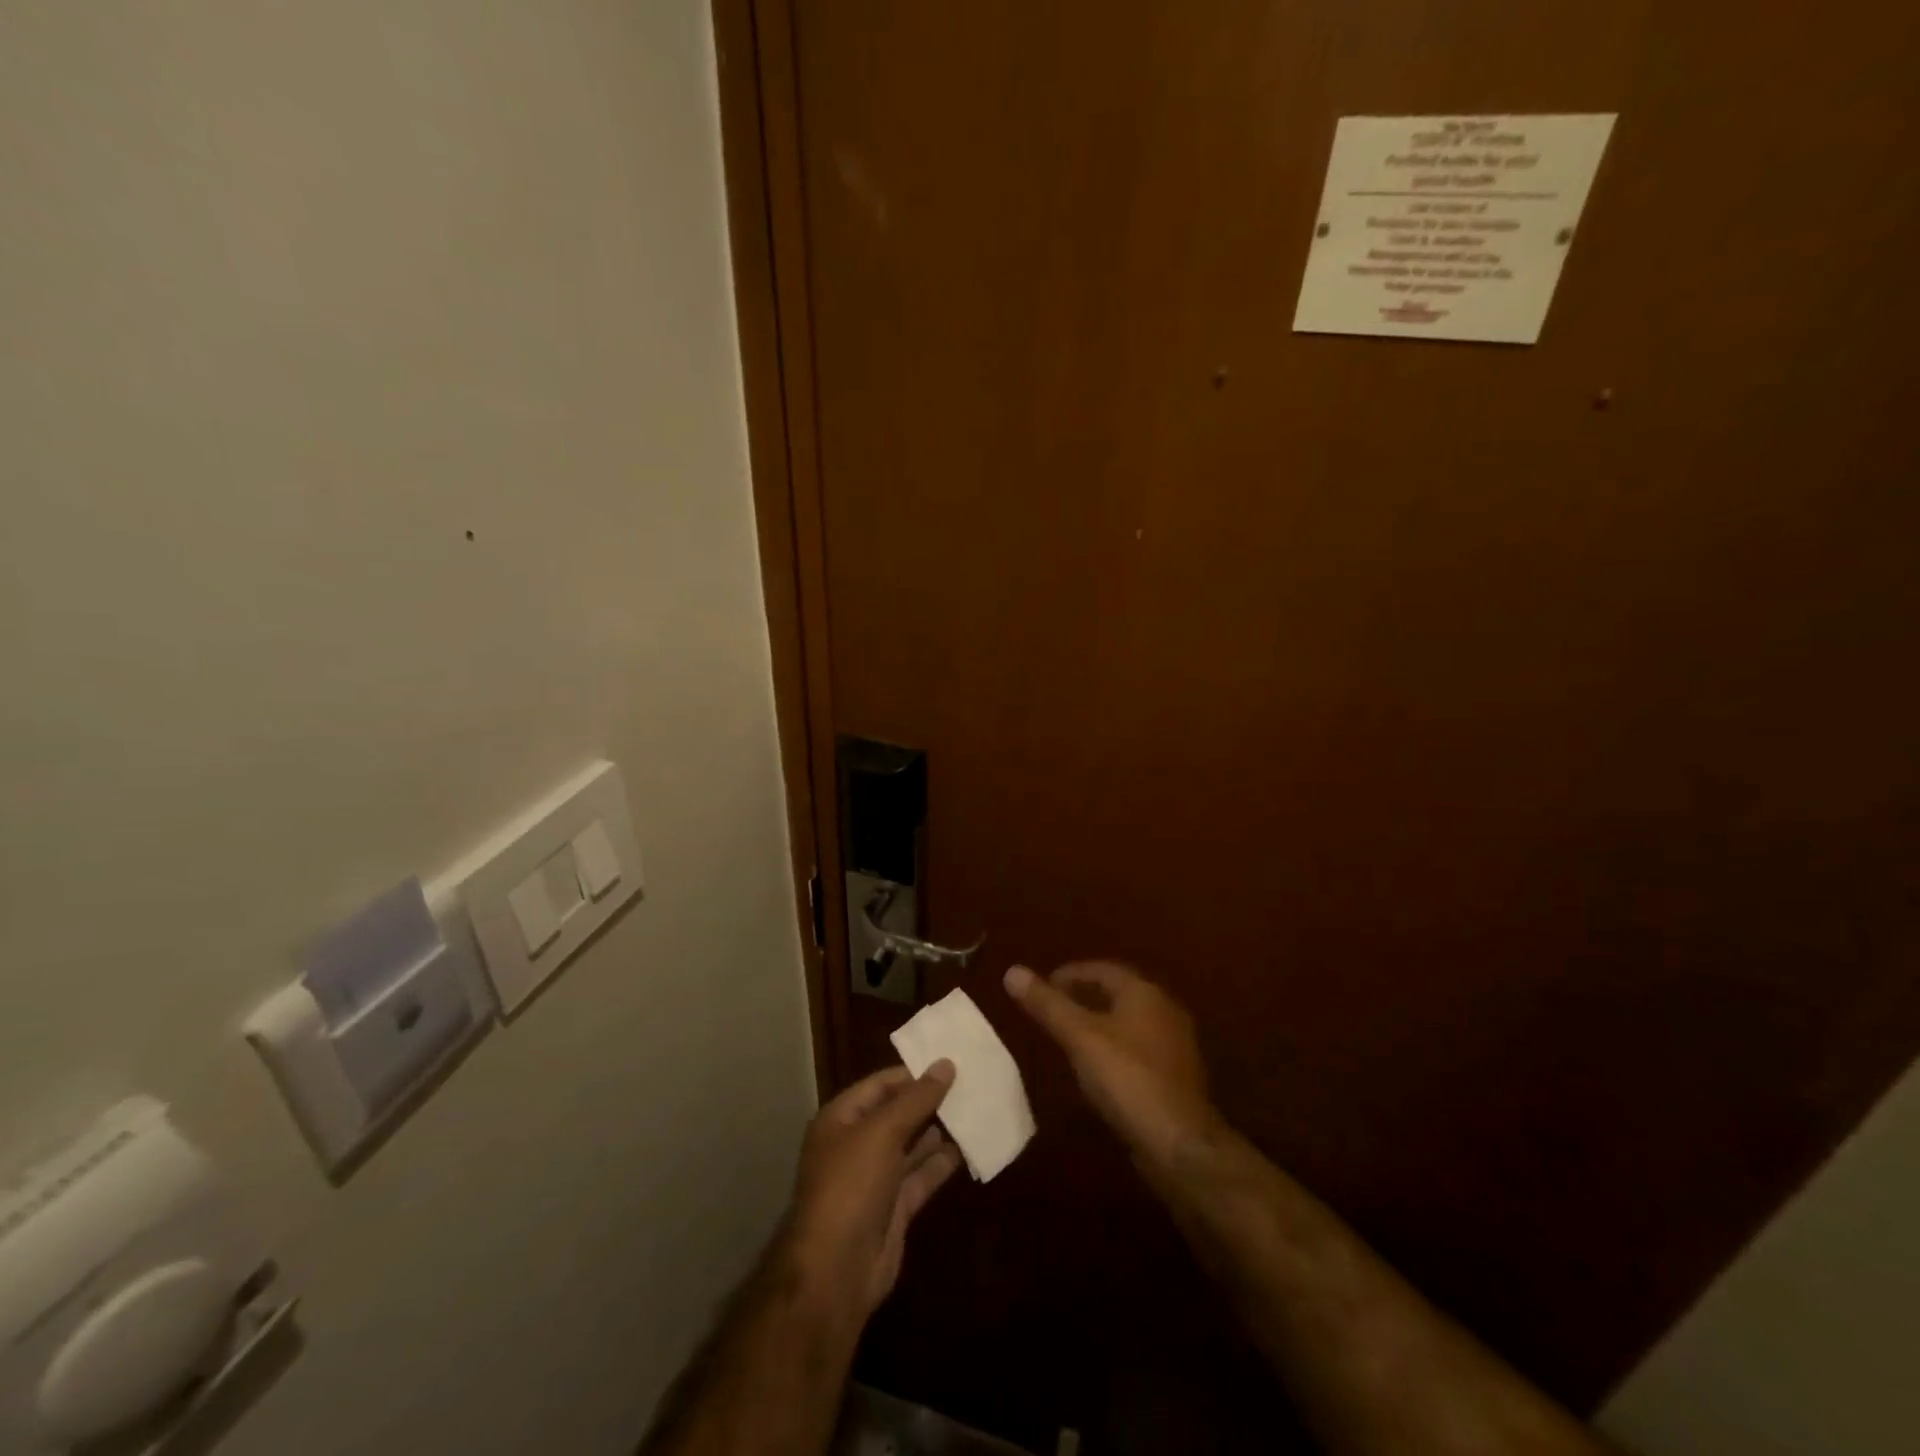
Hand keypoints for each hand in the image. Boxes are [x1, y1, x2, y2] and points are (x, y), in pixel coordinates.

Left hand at [784, 1062, 962, 1320]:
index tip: (950, 1062)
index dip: (913, 1074)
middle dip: (929, 1101)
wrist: (836, 1271)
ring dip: (938, 1131)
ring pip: (911, 1146)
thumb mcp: (882, 1132)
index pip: (880, 1085)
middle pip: (896, 1114)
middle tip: (969, 1084)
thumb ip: (916, 1099)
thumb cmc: (851, 1186)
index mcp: (841, 1120)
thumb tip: (946, 1064)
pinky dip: (941, 1164)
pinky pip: (920, 1177)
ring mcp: (875, 1179)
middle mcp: (856, 1145)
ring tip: (973, 1110)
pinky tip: (966, 1148)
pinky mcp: (894, 1208)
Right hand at [1006, 961, 1220, 1168]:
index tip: (1044, 985)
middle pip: (1118, 993)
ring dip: (1100, 1023)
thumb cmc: (1127, 1079)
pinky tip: (1097, 1067)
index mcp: (1144, 993)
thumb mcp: (1080, 1037)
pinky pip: (1138, 1048)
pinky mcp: (1176, 1076)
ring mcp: (1175, 1045)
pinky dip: (1114, 1047)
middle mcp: (1164, 1010)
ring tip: (1069, 1036)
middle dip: (1085, 996)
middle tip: (1053, 1008)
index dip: (1071, 974)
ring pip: (1129, 1021)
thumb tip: (1012, 971)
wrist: (1180, 1144)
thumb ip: (1048, 1005)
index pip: (1103, 969)